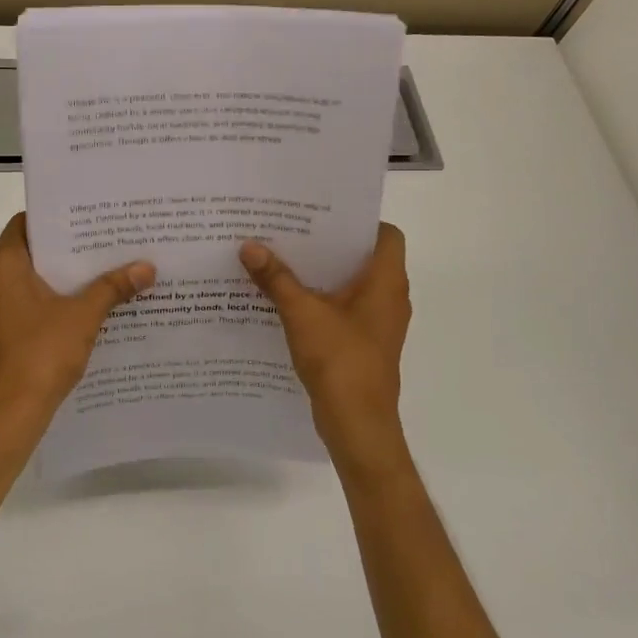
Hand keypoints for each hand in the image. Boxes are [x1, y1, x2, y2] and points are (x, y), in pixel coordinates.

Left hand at [0, 214, 154, 430]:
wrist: (12, 412)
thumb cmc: (41, 353)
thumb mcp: (83, 316)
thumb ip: (113, 287)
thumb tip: (148, 267)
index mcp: (3, 265)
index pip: (27, 223)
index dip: (58, 217)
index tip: (90, 215)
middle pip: (34, 250)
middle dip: (71, 247)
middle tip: (109, 238)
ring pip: (35, 278)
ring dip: (67, 274)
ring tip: (108, 266)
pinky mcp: (4, 330)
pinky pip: (33, 301)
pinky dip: (59, 298)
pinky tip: (93, 302)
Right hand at [241, 224, 411, 475]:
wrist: (357, 424)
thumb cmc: (341, 361)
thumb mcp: (302, 314)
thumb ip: (276, 278)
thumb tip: (249, 245)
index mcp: (386, 282)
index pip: (387, 234)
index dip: (359, 220)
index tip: (323, 214)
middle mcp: (389, 297)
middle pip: (363, 257)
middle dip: (328, 243)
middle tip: (291, 229)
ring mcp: (377, 322)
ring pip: (351, 284)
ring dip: (321, 272)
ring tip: (283, 257)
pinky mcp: (364, 342)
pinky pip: (344, 308)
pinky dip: (321, 299)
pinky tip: (286, 298)